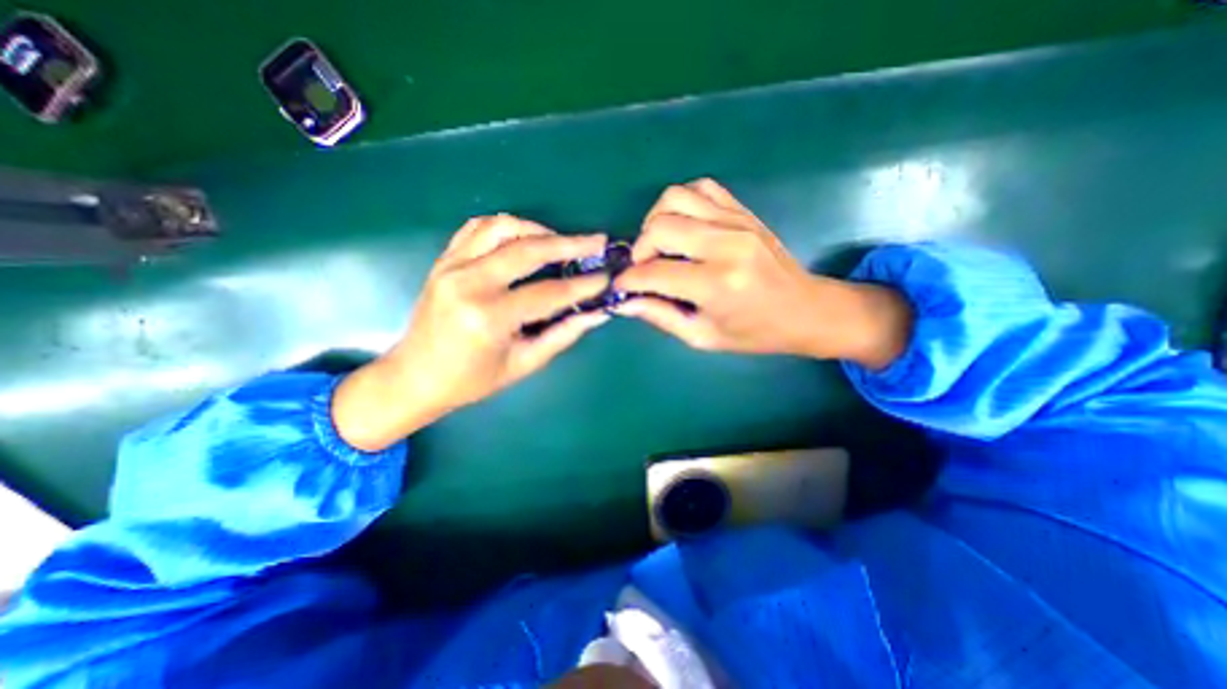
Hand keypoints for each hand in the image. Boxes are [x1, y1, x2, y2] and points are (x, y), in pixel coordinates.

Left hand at [335, 215, 609, 450]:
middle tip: (597, 241)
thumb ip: (562, 335)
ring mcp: (451, 266)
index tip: (607, 277)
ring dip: (538, 230)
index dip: (583, 285)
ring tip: (562, 241)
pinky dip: (506, 227)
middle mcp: (469, 283)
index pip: (549, 293)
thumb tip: (596, 314)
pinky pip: (478, 228)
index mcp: (489, 317)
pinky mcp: (444, 260)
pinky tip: (524, 238)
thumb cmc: (471, 380)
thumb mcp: (523, 364)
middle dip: (569, 244)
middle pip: (528, 249)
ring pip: (502, 228)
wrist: (415, 376)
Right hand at [613, 180, 909, 368]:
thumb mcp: (703, 336)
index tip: (620, 286)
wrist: (804, 309)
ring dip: (656, 221)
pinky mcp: (742, 211)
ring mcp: (736, 222)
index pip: (654, 273)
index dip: (629, 279)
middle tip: (643, 269)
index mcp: (717, 284)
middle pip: (660, 227)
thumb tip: (624, 301)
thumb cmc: (754, 333)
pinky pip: (701, 188)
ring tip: (659, 245)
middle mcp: (725, 245)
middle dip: (639, 250)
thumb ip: (660, 316)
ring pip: (675, 198)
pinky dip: (681, 203)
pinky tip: (682, 226)